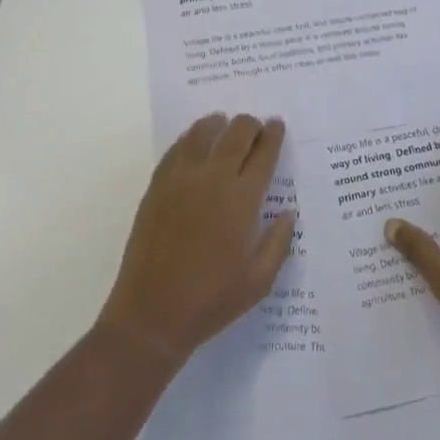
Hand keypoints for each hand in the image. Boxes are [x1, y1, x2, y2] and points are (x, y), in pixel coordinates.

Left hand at [97, 113, 296, 366]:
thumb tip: (288, 213)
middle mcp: (213, 178)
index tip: (278, 125)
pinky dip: (191, 138)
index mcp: (242, 199)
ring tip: (224, 126)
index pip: (264, 152)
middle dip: (251, 125)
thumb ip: (278, 242)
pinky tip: (195, 144)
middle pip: (236, 132)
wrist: (151, 314)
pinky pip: (177, 148)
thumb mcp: (258, 281)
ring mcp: (181, 178)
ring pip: (203, 131)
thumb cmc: (211, 300)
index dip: (273, 135)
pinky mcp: (157, 185)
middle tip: (256, 128)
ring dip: (219, 124)